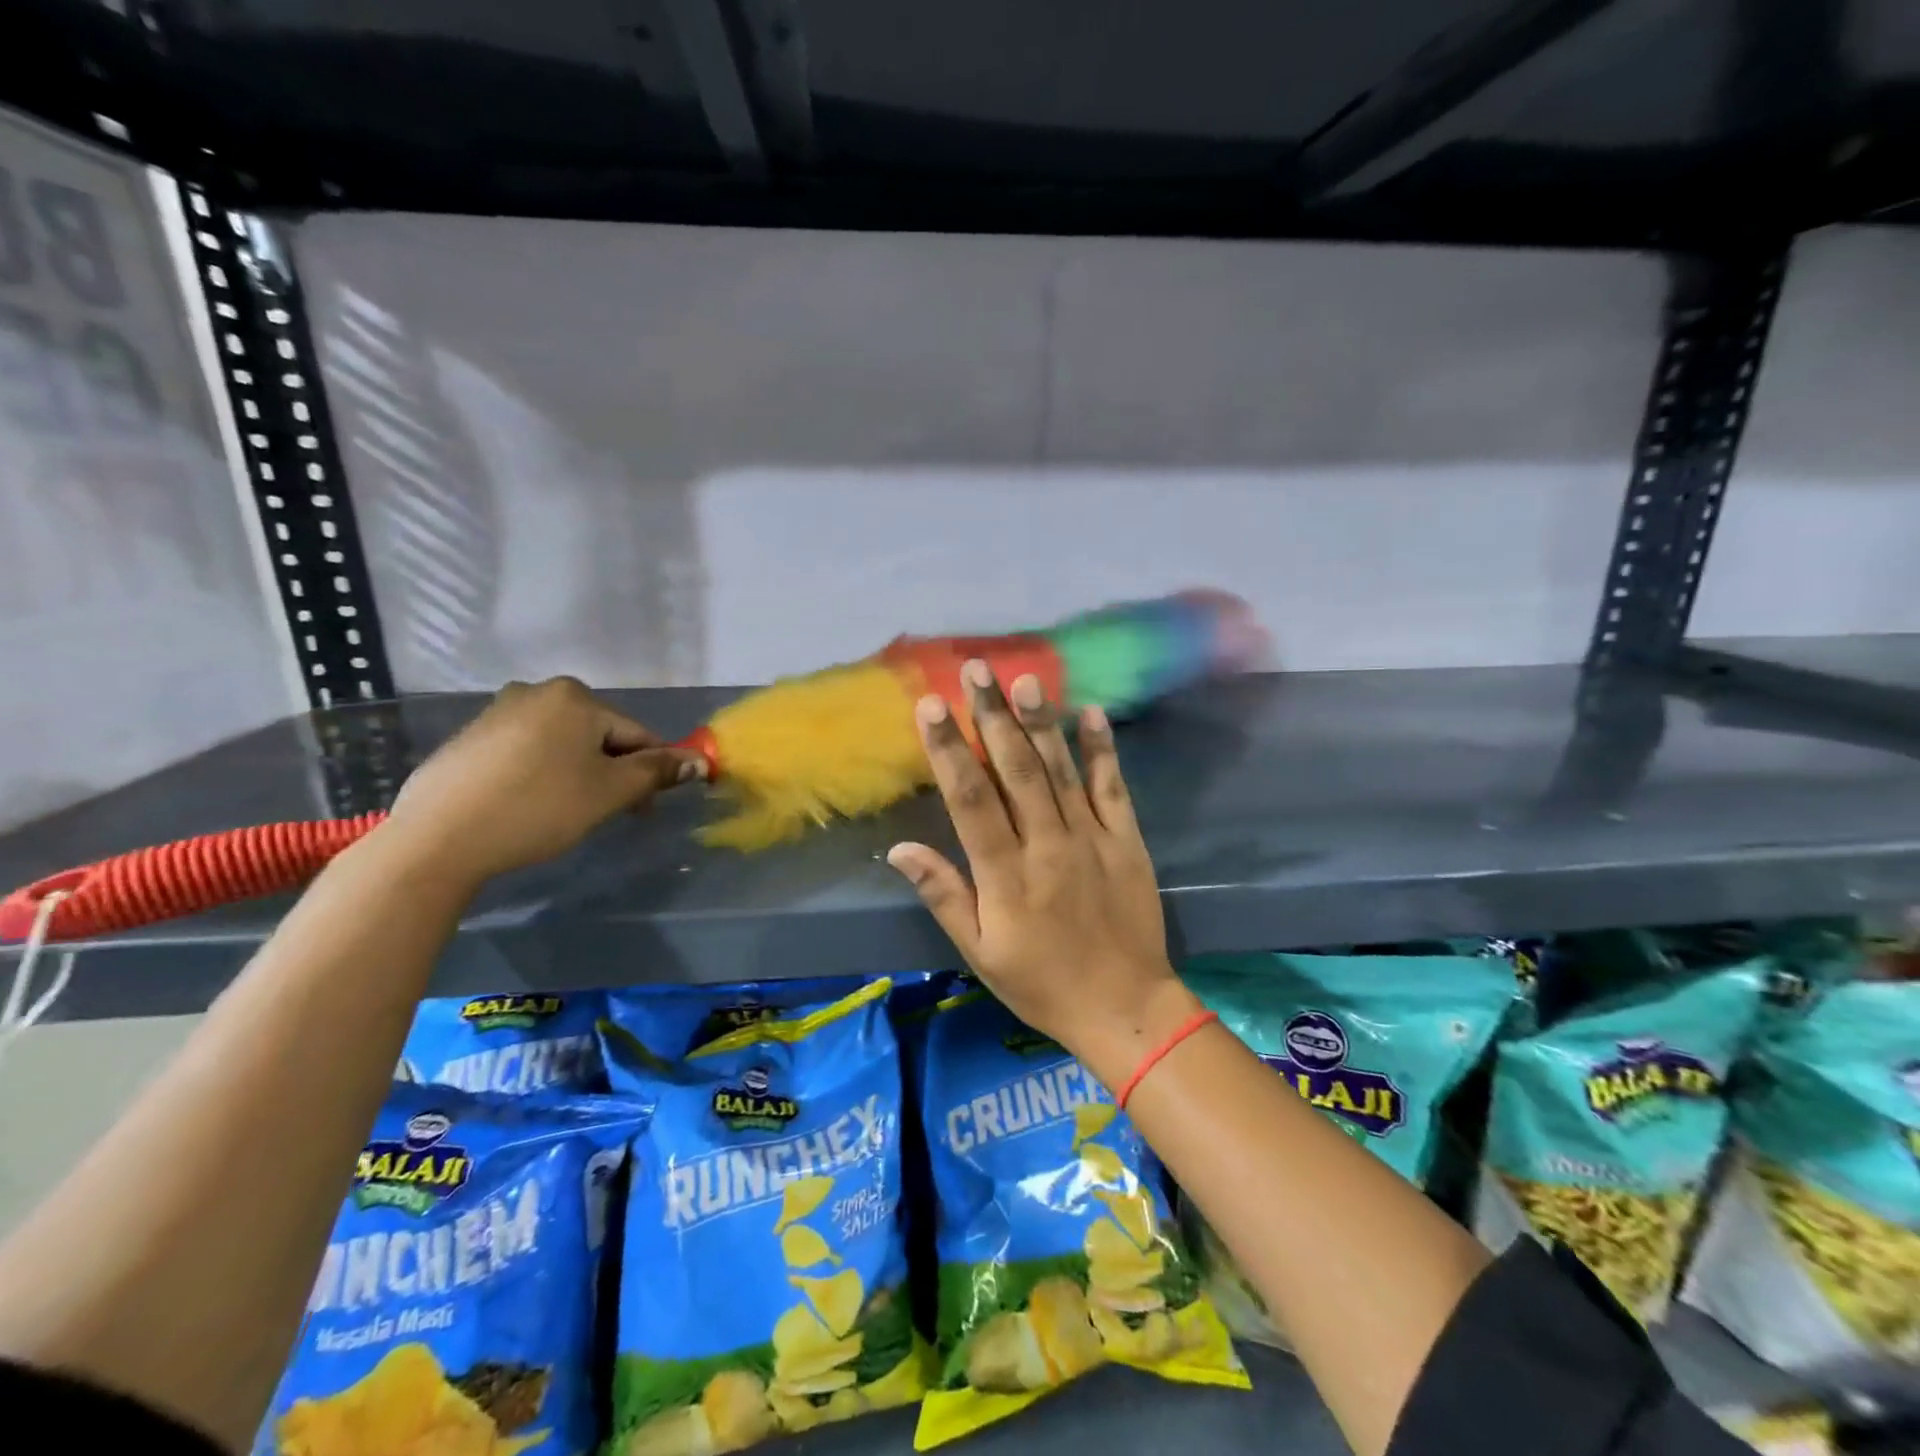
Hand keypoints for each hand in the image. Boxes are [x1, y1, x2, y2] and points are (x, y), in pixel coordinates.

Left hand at [382, 677, 698, 889]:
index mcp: (576, 697)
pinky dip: (542, 773)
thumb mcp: (610, 792)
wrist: (438, 839)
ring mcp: (498, 711)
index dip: (651, 771)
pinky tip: (531, 804)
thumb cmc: (539, 808)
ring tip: (568, 812)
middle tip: (608, 813)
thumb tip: (701, 761)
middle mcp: (537, 691)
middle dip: (612, 771)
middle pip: (599, 735)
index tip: (646, 808)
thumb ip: (657, 772)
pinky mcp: (470, 737)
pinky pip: (527, 751)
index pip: (636, 734)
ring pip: (563, 743)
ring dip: (579, 773)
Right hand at [887, 660, 1199, 1089]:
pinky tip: (1091, 713)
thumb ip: (943, 895)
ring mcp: (1091, 838)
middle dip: (992, 717)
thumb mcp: (979, 952)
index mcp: (1005, 874)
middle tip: (976, 669)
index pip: (970, 799)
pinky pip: (1112, 787)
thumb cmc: (1041, 983)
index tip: (932, 705)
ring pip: (1060, 770)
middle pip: (1015, 771)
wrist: (1125, 1007)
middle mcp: (1047, 845)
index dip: (948, 749)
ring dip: (1041, 722)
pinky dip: (1102, 750)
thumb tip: (900, 848)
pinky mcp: (1127, 840)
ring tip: (1024, 679)